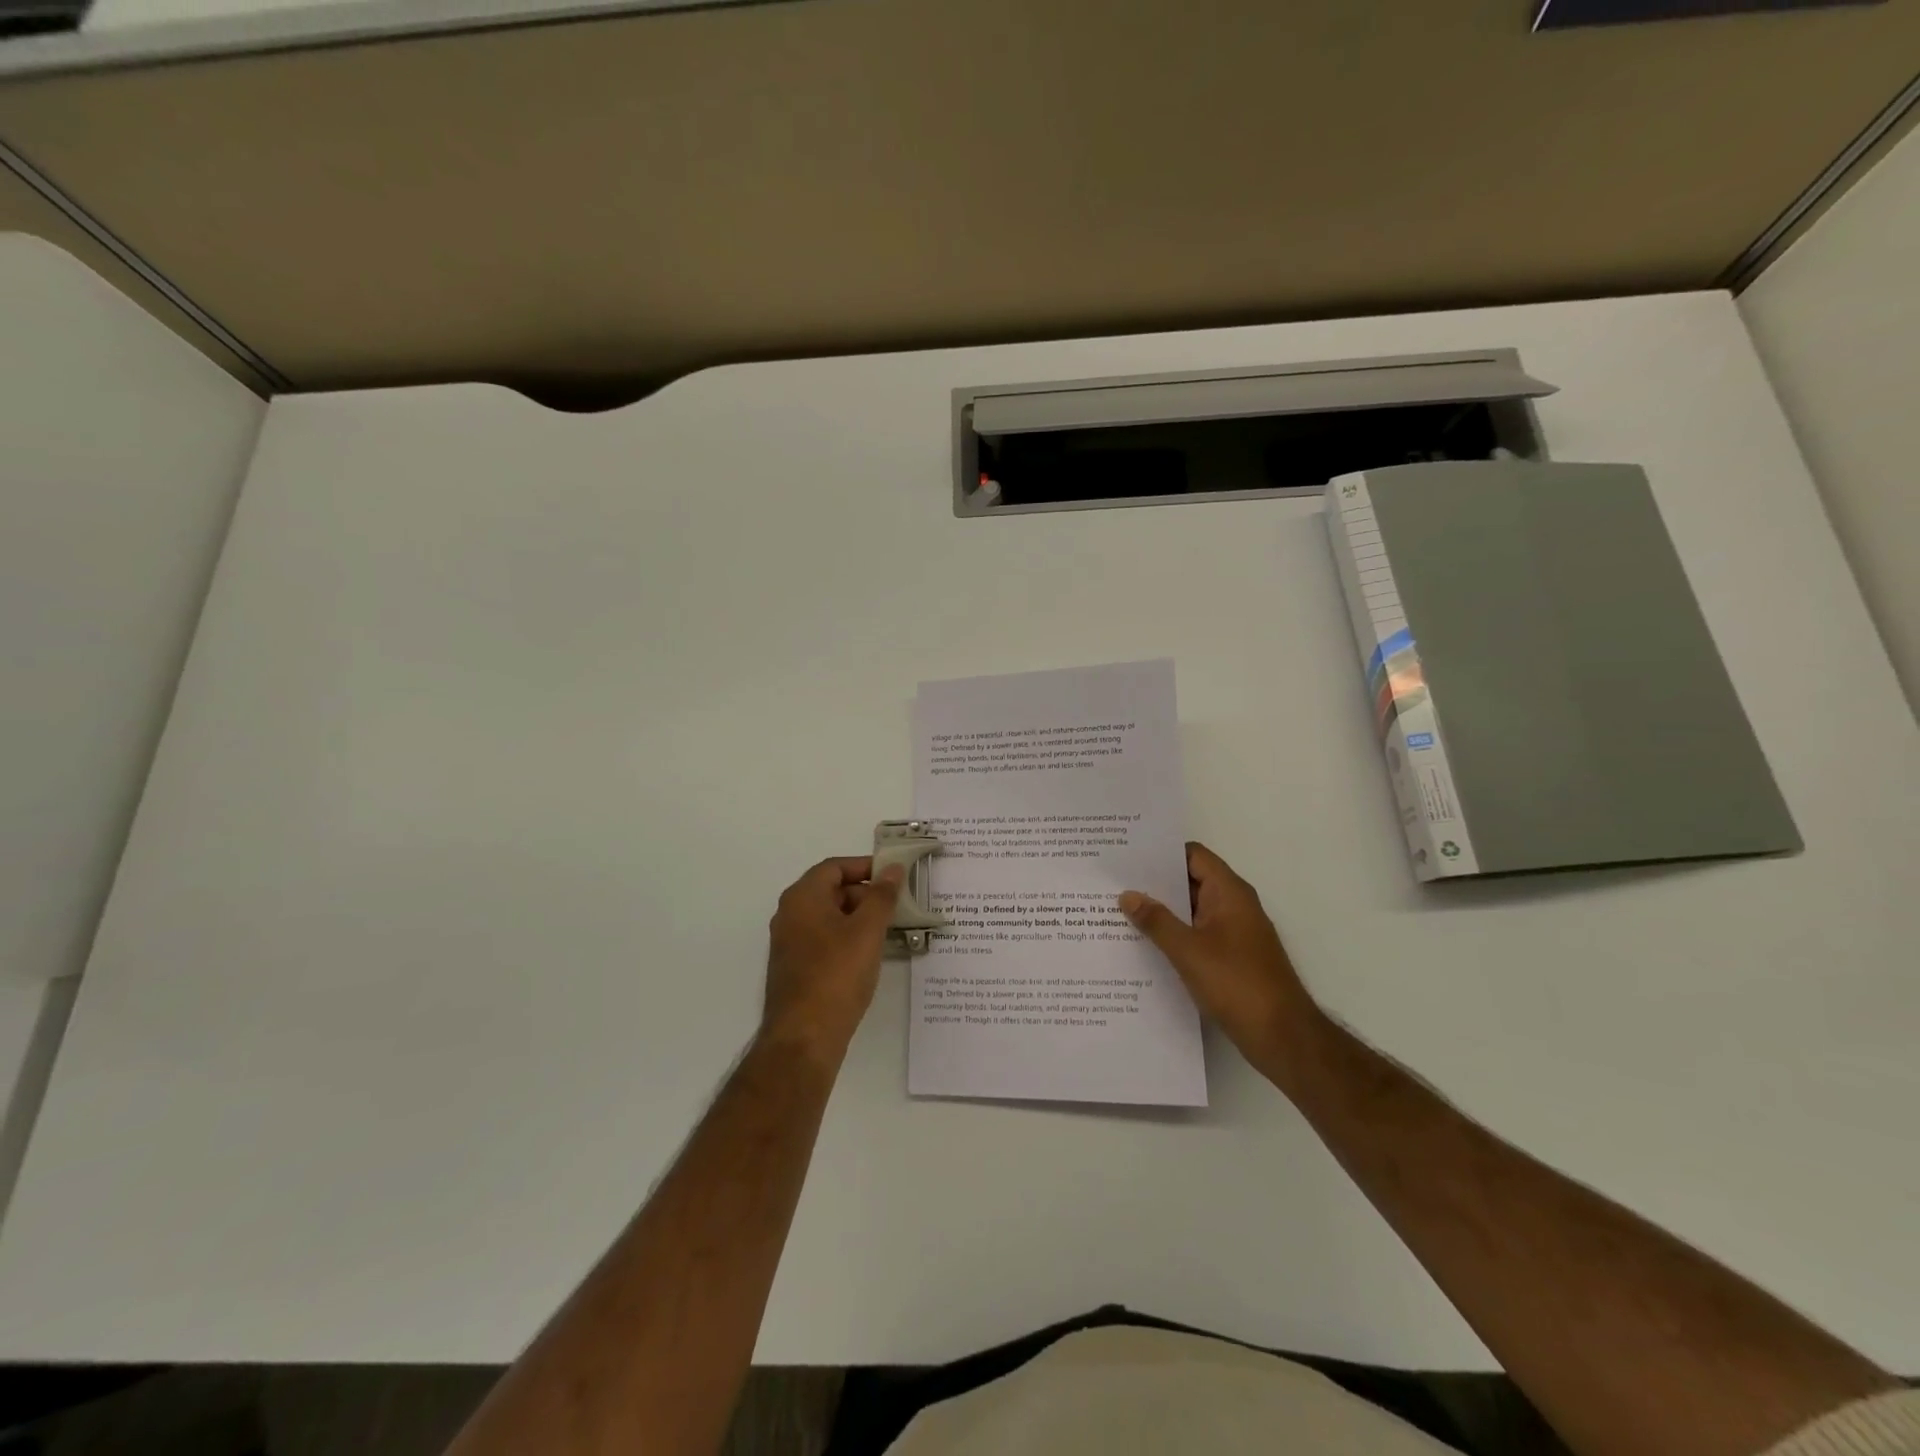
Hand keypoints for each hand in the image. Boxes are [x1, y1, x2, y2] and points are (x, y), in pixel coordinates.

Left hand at [761, 856, 902, 1062]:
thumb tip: (892, 869)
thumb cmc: (837, 975)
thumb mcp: (867, 931)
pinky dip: (847, 938)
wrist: (805, 1037)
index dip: (864, 867)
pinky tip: (868, 956)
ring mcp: (790, 943)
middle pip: (830, 890)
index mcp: (802, 898)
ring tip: (888, 931)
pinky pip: (824, 939)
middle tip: (896, 907)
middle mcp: (790, 914)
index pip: (834, 867)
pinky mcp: (795, 967)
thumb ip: (882, 896)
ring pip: (829, 917)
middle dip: (865, 894)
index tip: (893, 877)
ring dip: (858, 918)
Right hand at [1120, 842, 1321, 1071]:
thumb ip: (1156, 921)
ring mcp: (1235, 933)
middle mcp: (1235, 906)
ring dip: (1163, 911)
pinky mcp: (1233, 958)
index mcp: (1229, 893)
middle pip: (1191, 881)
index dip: (1162, 852)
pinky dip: (1175, 935)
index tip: (1128, 855)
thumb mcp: (1188, 950)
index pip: (1193, 855)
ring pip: (1193, 911)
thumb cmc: (1236, 983)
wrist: (1282, 1036)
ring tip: (1121, 911)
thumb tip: (1128, 895)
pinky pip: (1198, 935)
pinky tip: (1146, 945)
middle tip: (1115, 882)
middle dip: (1156, 883)